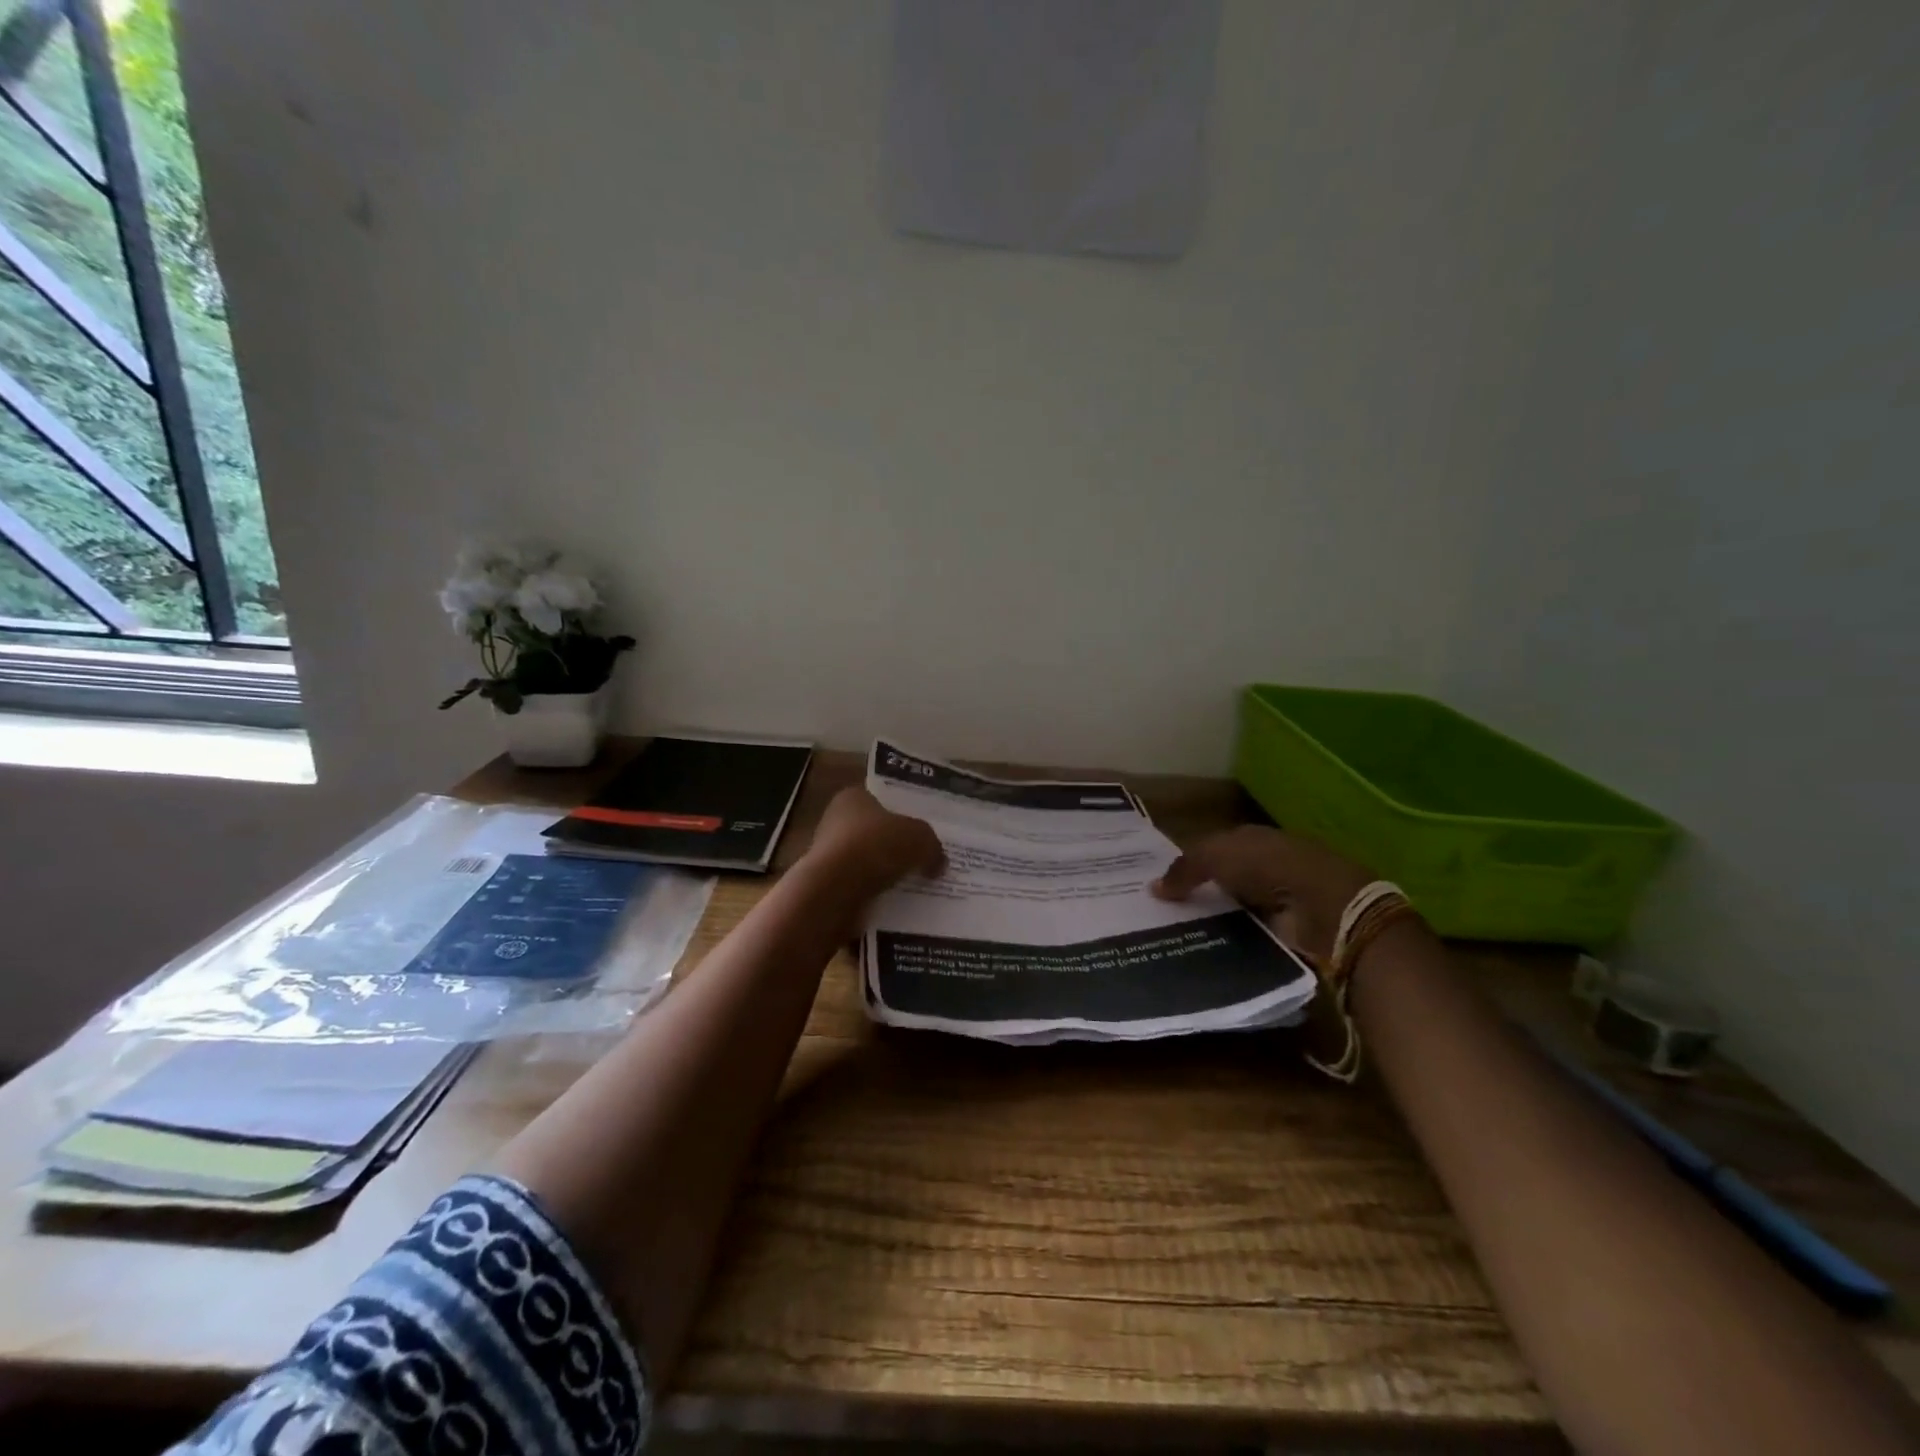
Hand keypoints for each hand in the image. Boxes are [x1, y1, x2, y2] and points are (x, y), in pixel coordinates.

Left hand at [808, 787, 944, 895]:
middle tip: (926, 859)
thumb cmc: (875, 847)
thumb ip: (932, 846)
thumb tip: (938, 863)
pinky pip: (861, 888)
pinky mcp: (828, 888)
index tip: (922, 830)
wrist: (835, 891)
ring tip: (917, 885)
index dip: (903, 813)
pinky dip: (877, 895)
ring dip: (888, 874)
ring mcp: (829, 856)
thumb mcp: (919, 838)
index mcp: (853, 797)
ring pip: (868, 863)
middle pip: (875, 832)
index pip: (880, 799)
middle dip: (897, 846)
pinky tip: (899, 903)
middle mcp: (836, 822)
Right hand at [1153, 825, 1373, 962]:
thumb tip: (1154, 887)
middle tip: (1158, 915)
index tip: (1158, 884)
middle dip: (1196, 893)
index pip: (1211, 849)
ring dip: (1212, 920)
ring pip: (1232, 909)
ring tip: (1174, 938)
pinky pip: (1247, 935)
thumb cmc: (1267, 866)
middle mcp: (1263, 865)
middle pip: (1221, 880)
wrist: (1324, 906)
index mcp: (1250, 838)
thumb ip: (1184, 869)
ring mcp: (1276, 899)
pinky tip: (1204, 951)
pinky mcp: (1284, 930)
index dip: (1186, 864)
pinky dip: (1230, 942)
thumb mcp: (1215, 856)